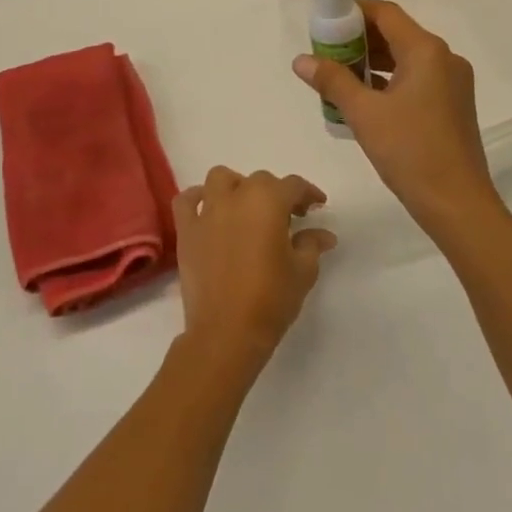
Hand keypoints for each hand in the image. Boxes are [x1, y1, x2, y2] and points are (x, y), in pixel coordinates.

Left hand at [173, 167, 335, 370]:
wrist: (226, 332)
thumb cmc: (271, 299)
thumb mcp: (303, 271)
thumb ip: (312, 244)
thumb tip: (324, 234)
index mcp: (268, 201)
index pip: (293, 185)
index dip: (308, 193)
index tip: (317, 206)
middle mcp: (236, 197)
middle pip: (259, 181)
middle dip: (276, 194)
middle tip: (288, 218)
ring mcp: (207, 212)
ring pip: (221, 179)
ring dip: (237, 187)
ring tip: (247, 208)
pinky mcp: (186, 230)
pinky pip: (187, 201)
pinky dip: (197, 199)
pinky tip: (209, 210)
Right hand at [292, 0, 503, 237]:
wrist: (457, 203)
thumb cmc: (410, 152)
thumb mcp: (364, 114)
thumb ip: (332, 81)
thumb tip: (301, 60)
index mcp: (426, 51)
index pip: (386, 13)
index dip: (353, 11)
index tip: (324, 20)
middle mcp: (444, 59)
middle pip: (396, 33)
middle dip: (359, 39)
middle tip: (325, 51)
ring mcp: (452, 83)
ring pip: (406, 58)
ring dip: (372, 61)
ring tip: (337, 75)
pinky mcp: (452, 105)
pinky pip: (415, 79)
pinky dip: (389, 80)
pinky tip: (363, 98)